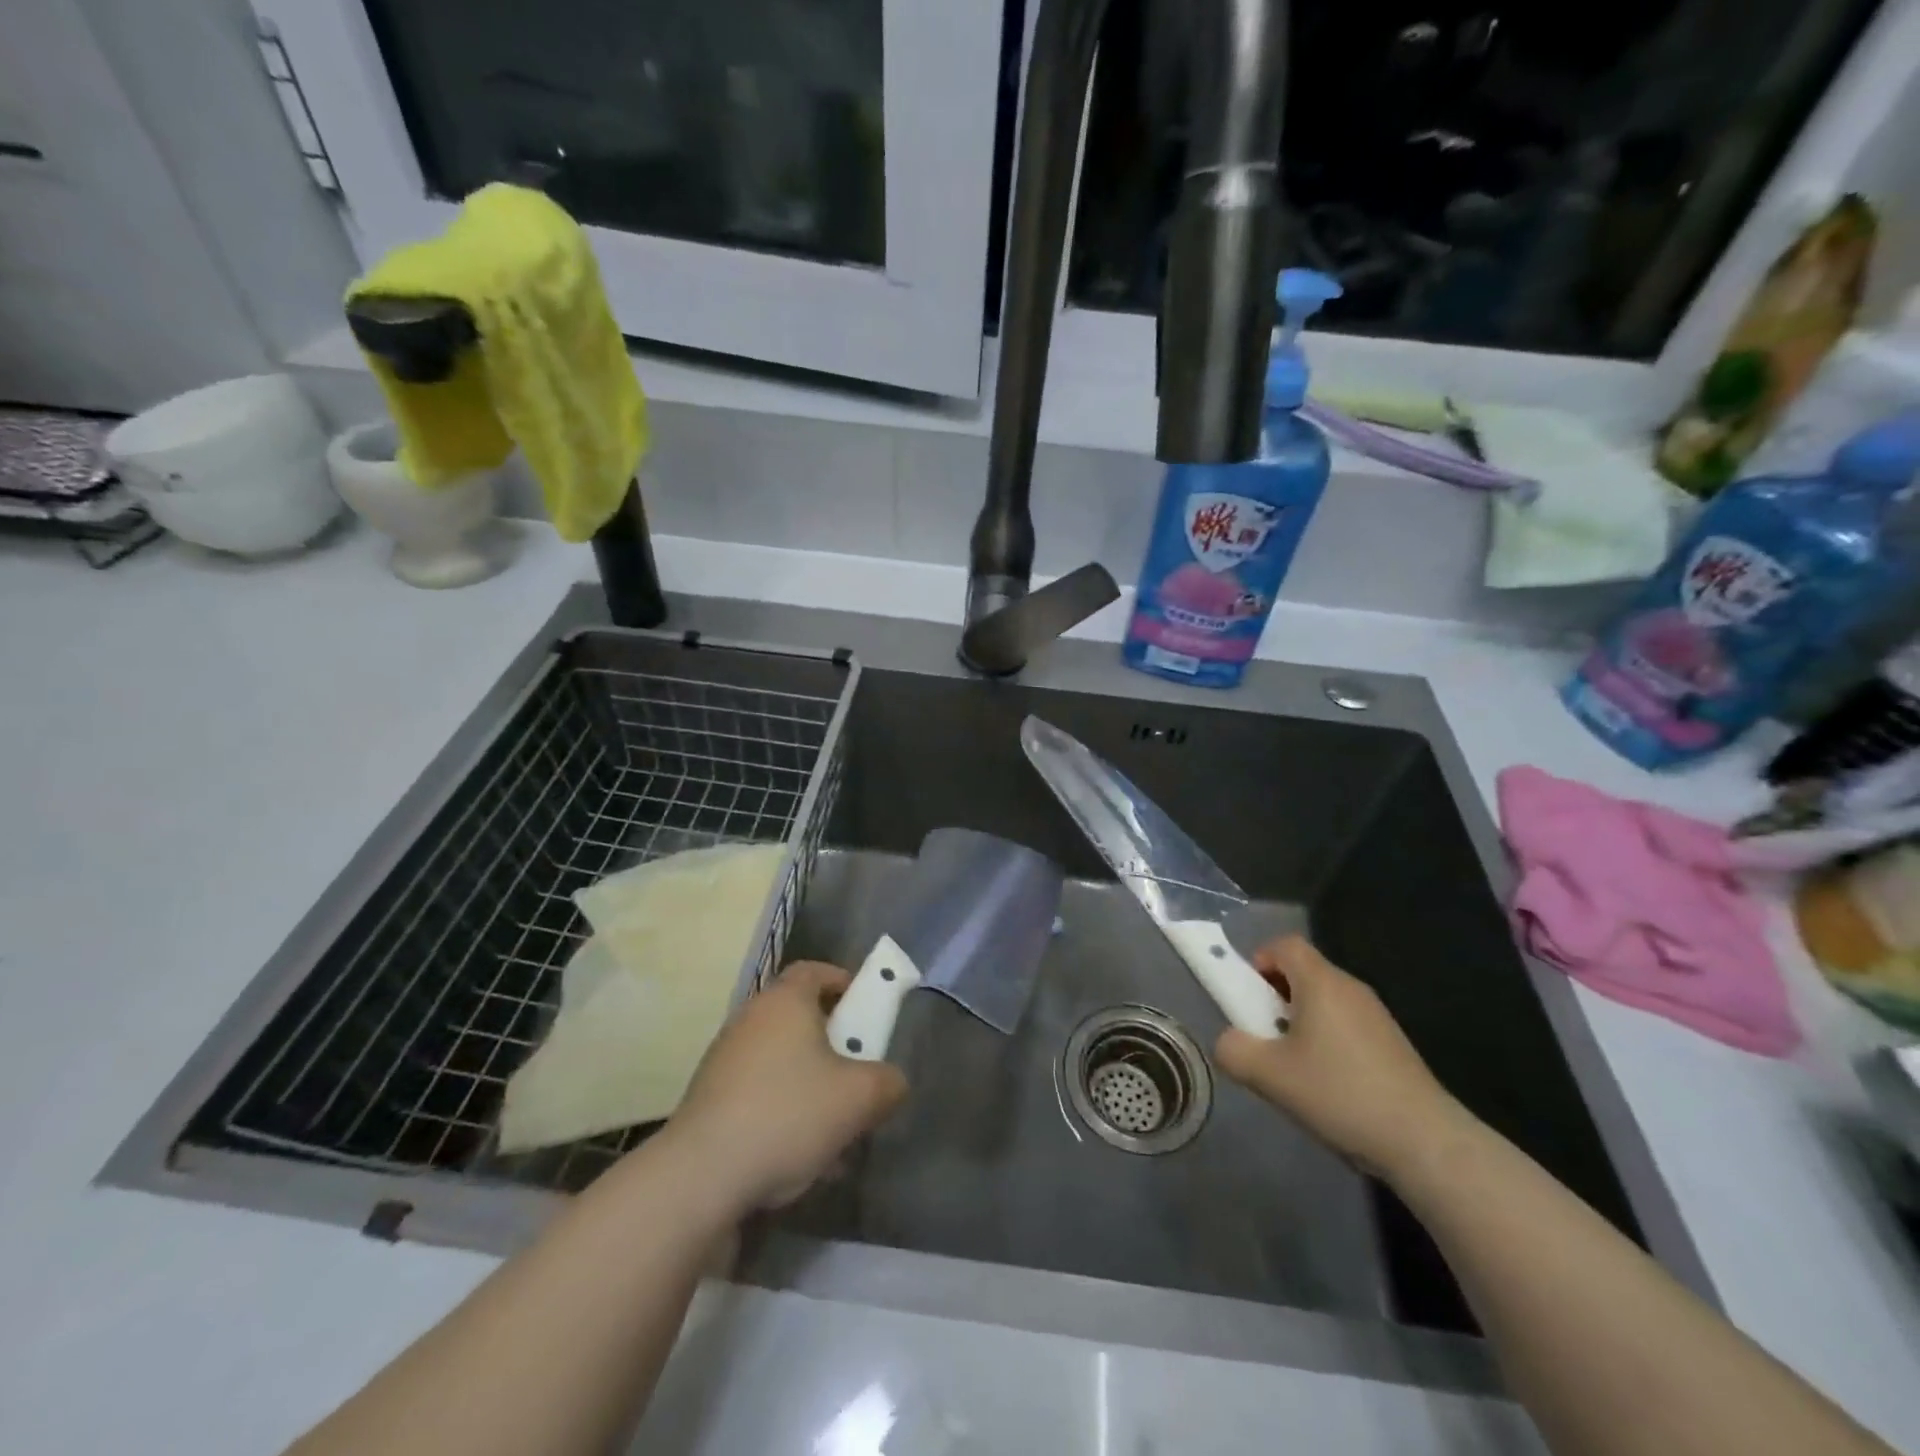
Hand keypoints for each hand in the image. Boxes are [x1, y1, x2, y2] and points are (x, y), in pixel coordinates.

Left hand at [666, 961, 907, 1213]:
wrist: (701, 1175)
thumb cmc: (788, 1114)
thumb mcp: (859, 1098)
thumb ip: (888, 1083)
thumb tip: (891, 1082)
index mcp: (785, 1001)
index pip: (816, 970)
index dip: (845, 983)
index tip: (866, 1010)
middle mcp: (751, 1019)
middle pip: (801, 1019)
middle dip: (833, 1047)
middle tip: (857, 1076)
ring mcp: (725, 1059)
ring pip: (782, 1062)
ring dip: (811, 1087)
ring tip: (834, 1133)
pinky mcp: (710, 1099)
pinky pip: (759, 1093)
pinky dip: (783, 1113)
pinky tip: (799, 1159)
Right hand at [1214, 935, 1469, 1179]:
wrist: (1425, 1142)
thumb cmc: (1340, 1094)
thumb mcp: (1269, 1075)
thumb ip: (1233, 1050)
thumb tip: (1228, 1042)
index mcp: (1321, 982)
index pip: (1284, 944)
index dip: (1258, 961)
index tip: (1250, 999)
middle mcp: (1351, 988)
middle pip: (1303, 972)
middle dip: (1275, 997)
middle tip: (1266, 1037)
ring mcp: (1377, 1016)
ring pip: (1324, 1001)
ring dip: (1300, 1022)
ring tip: (1295, 1068)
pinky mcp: (1392, 1044)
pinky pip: (1346, 1025)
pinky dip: (1327, 1041)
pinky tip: (1329, 1086)